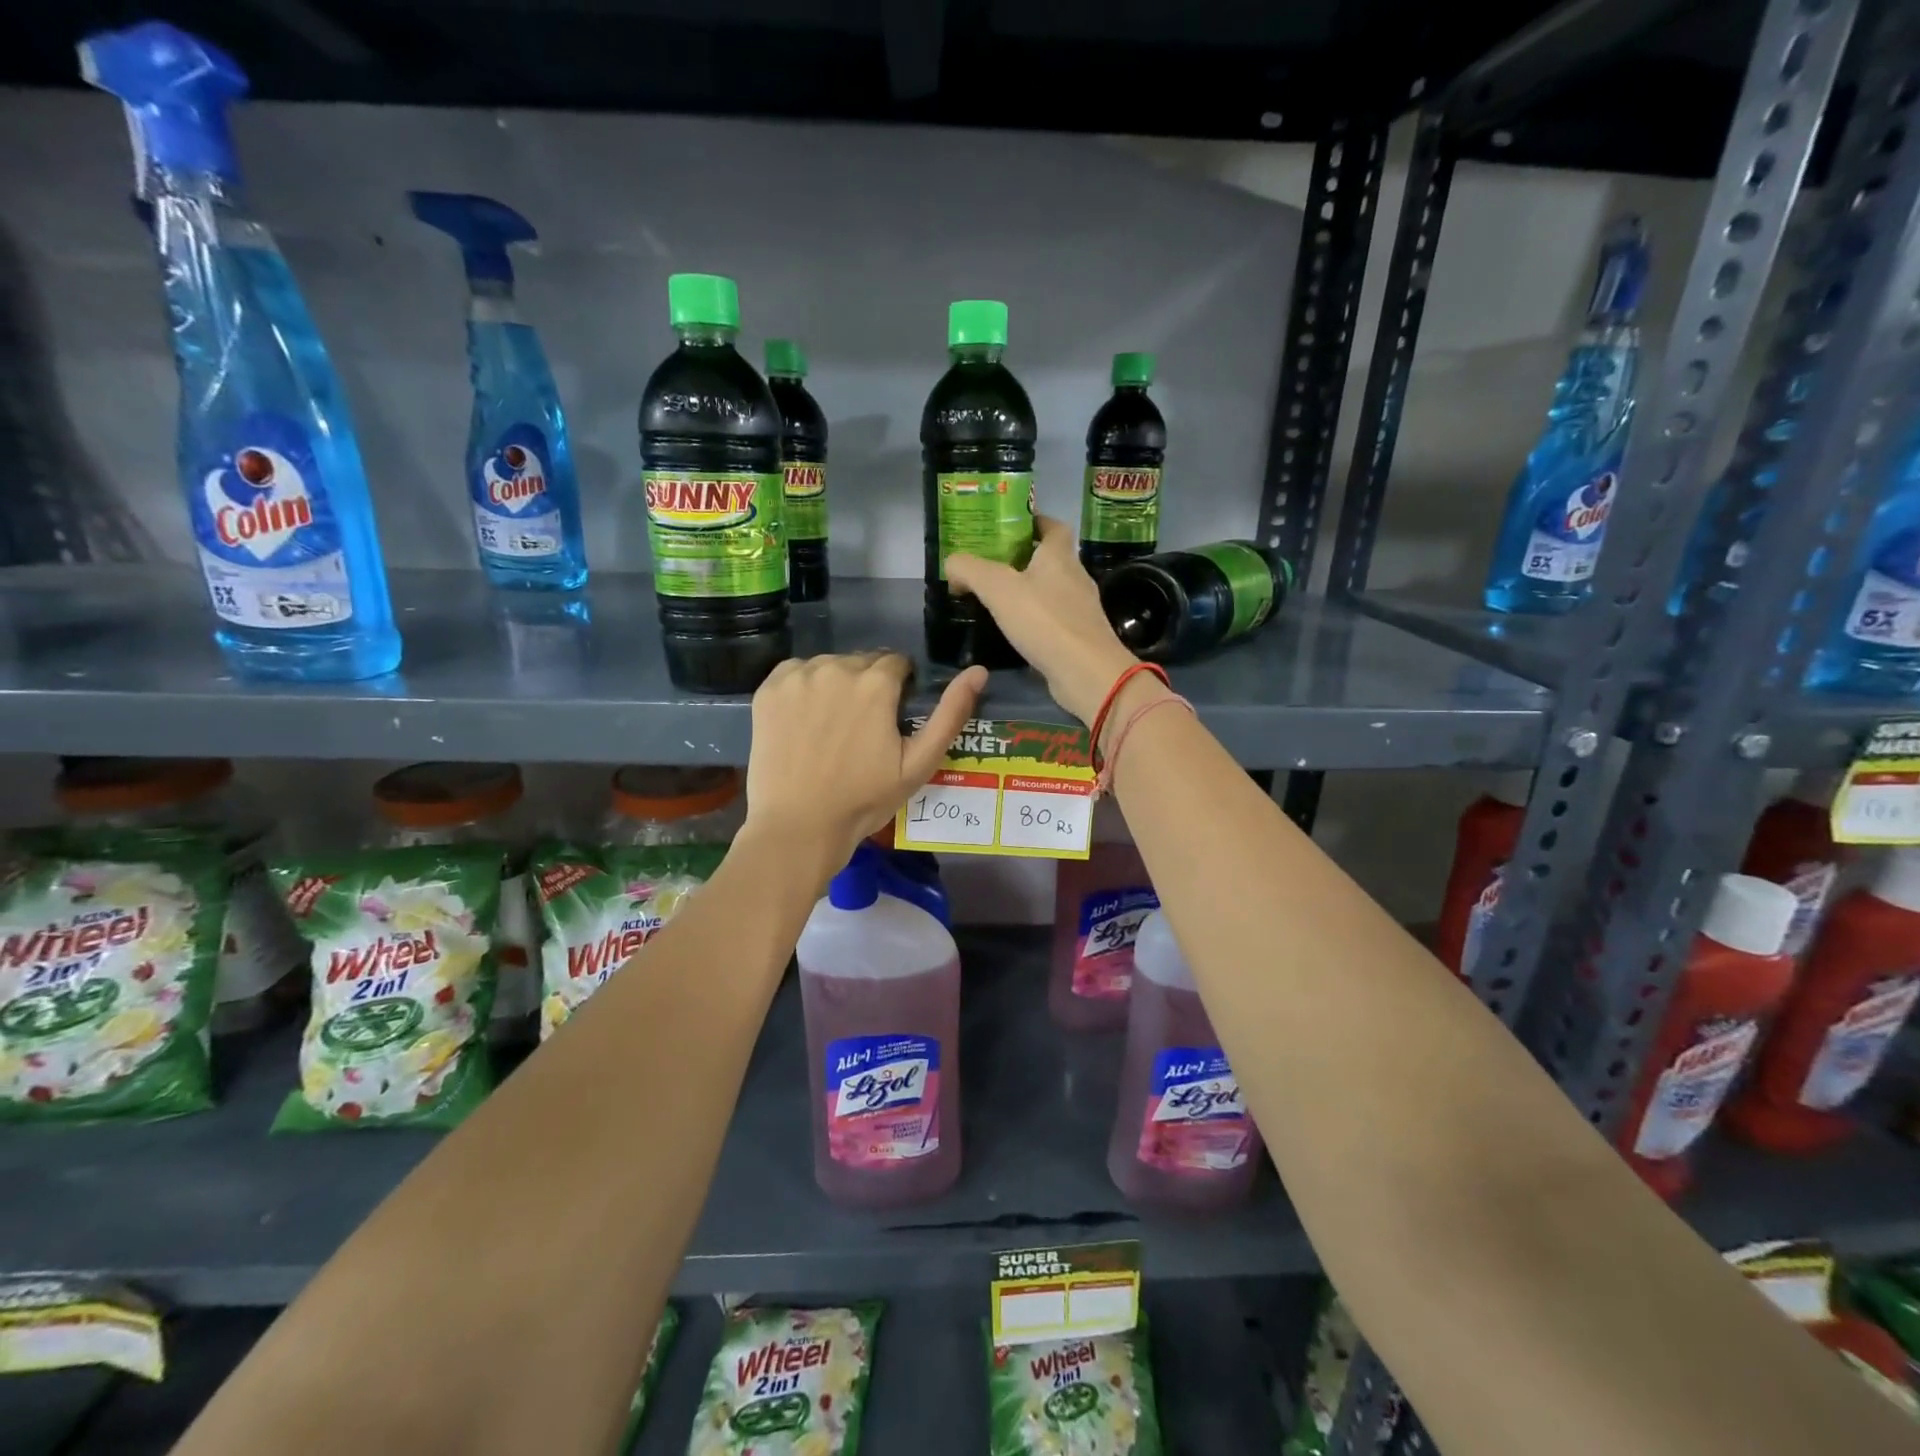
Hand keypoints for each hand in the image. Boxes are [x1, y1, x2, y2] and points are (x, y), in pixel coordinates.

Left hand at [742, 652, 986, 874]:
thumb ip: (951, 714)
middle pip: (862, 662)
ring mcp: (797, 677)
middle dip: (868, 686)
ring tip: (831, 728)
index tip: (891, 719)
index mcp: (875, 682)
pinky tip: (804, 723)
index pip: (897, 663)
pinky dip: (803, 689)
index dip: (900, 689)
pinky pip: (795, 674)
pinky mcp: (768, 690)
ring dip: (836, 685)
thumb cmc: (864, 800)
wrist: (798, 828)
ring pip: (829, 666)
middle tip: (862, 729)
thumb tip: (979, 671)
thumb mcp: (919, 764)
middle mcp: (835, 667)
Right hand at [946, 515, 1138, 723]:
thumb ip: (970, 570)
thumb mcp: (997, 588)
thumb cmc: (1044, 621)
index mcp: (1059, 556)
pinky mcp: (1079, 638)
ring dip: (1029, 592)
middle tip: (990, 566)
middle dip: (1024, 559)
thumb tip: (952, 563)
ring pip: (1052, 591)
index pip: (1054, 526)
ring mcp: (1081, 610)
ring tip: (997, 600)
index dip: (1034, 521)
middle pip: (1051, 559)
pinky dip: (1036, 621)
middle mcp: (1075, 577)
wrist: (1086, 672)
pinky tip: (1016, 632)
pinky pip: (1054, 620)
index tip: (1010, 527)